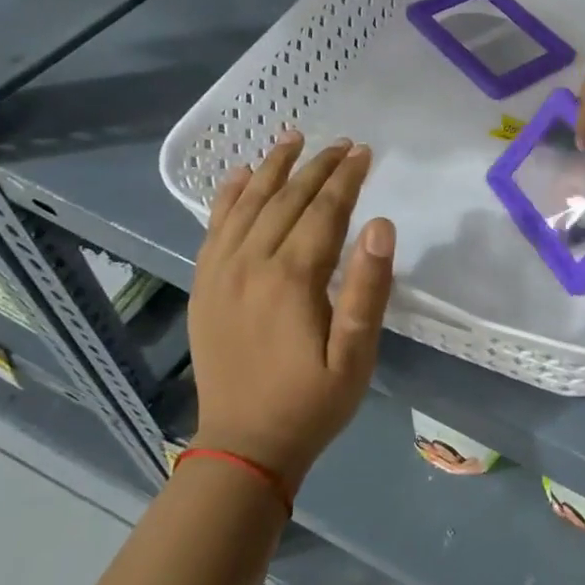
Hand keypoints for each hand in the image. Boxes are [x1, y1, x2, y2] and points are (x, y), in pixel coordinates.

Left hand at [187, 133, 395, 492]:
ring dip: (272, 167)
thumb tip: (380, 224)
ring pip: (247, 203)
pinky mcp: (204, 285)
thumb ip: (368, 288)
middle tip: (342, 143)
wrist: (244, 446)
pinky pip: (213, 227)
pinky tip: (239, 175)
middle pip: (287, 199)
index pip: (324, 211)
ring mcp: (220, 272)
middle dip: (317, 166)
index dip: (346, 178)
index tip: (364, 151)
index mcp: (292, 278)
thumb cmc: (311, 402)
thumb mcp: (355, 355)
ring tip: (292, 138)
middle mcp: (251, 263)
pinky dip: (227, 195)